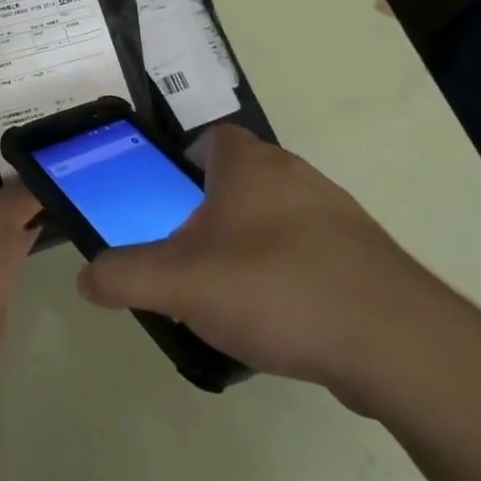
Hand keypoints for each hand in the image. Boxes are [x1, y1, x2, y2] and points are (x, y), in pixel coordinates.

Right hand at [76, 125, 464, 412]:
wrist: (394, 342)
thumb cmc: (276, 288)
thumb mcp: (181, 284)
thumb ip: (125, 276)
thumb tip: (86, 276)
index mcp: (249, 164)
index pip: (210, 138)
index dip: (183, 162)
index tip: (167, 202)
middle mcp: (294, 173)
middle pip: (241, 178)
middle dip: (212, 210)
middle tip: (189, 255)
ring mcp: (335, 212)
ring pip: (277, 215)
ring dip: (251, 242)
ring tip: (231, 294)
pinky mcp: (364, 254)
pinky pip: (310, 251)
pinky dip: (290, 272)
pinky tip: (281, 318)